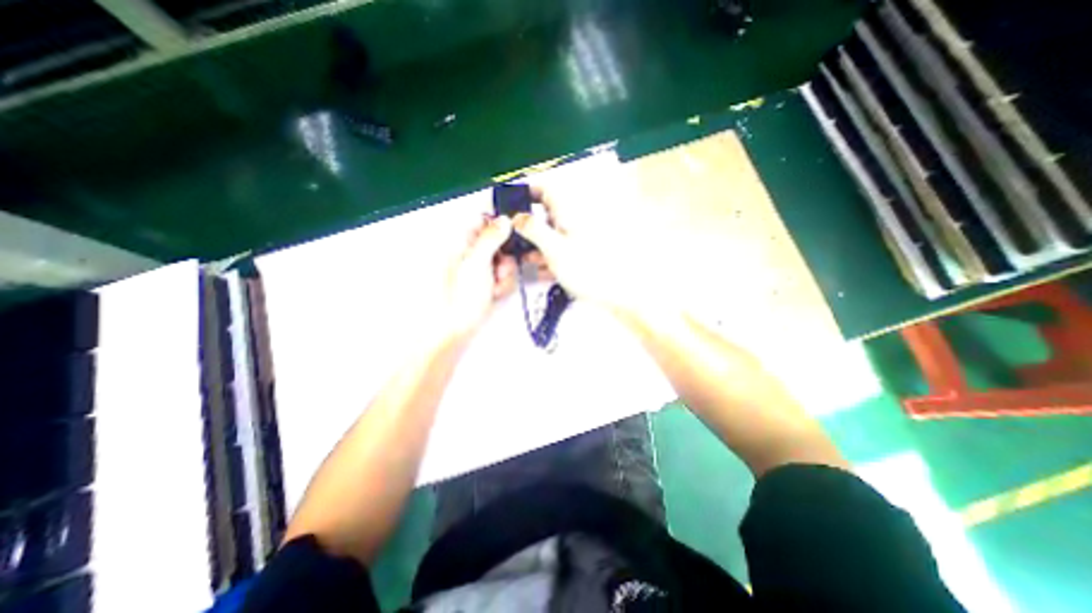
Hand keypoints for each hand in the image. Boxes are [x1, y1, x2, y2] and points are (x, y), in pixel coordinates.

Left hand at [441, 216, 515, 339]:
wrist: (454, 329)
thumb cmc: (460, 296)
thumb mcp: (477, 263)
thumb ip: (491, 238)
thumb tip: (504, 219)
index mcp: (460, 241)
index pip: (482, 218)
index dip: (500, 223)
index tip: (513, 232)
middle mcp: (469, 251)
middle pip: (497, 240)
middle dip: (505, 255)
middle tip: (501, 270)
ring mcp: (478, 267)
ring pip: (503, 258)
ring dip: (505, 272)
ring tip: (496, 286)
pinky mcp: (485, 281)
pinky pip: (502, 274)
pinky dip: (503, 283)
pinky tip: (495, 293)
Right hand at [514, 184, 636, 311]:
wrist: (615, 293)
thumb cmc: (587, 268)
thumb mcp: (555, 248)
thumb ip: (534, 230)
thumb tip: (517, 217)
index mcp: (568, 213)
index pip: (546, 190)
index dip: (528, 191)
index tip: (511, 200)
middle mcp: (573, 222)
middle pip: (546, 214)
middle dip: (528, 225)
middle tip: (512, 237)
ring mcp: (577, 240)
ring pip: (551, 235)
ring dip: (536, 244)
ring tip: (522, 258)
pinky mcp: (580, 255)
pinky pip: (560, 251)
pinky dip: (548, 257)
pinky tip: (540, 270)